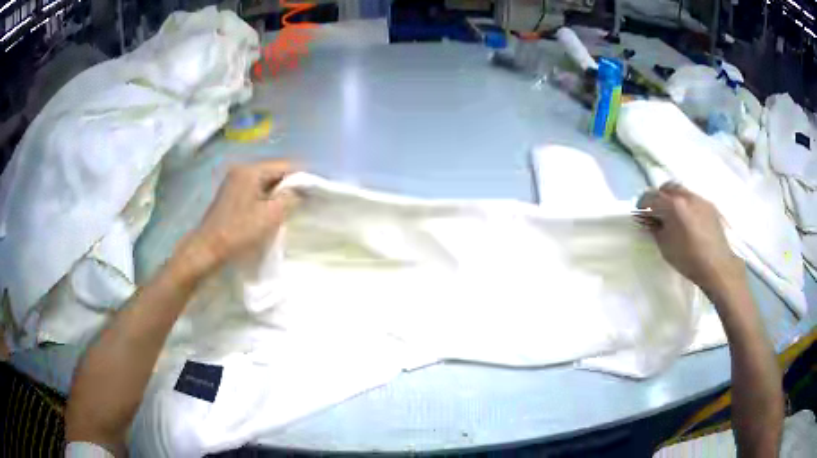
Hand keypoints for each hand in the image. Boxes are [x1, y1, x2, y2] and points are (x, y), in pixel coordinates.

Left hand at [183, 160, 298, 272]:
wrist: (207, 249)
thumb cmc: (239, 232)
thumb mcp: (271, 215)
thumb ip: (290, 197)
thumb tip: (302, 189)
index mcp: (251, 170)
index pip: (285, 165)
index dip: (303, 177)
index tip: (316, 191)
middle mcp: (241, 170)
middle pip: (274, 172)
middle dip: (291, 185)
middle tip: (306, 201)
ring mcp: (234, 182)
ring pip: (265, 182)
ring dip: (278, 193)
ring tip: (291, 208)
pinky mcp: (230, 195)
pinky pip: (255, 190)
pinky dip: (266, 198)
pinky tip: (272, 212)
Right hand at [636, 183, 745, 295]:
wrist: (717, 265)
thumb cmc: (688, 259)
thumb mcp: (665, 247)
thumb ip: (655, 229)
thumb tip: (650, 220)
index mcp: (673, 205)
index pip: (651, 196)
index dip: (642, 204)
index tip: (641, 213)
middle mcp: (686, 195)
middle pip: (666, 187)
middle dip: (659, 197)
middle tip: (657, 213)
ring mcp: (699, 198)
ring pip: (681, 191)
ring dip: (673, 199)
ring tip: (674, 216)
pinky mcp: (710, 205)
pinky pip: (693, 199)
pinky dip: (687, 205)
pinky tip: (689, 221)